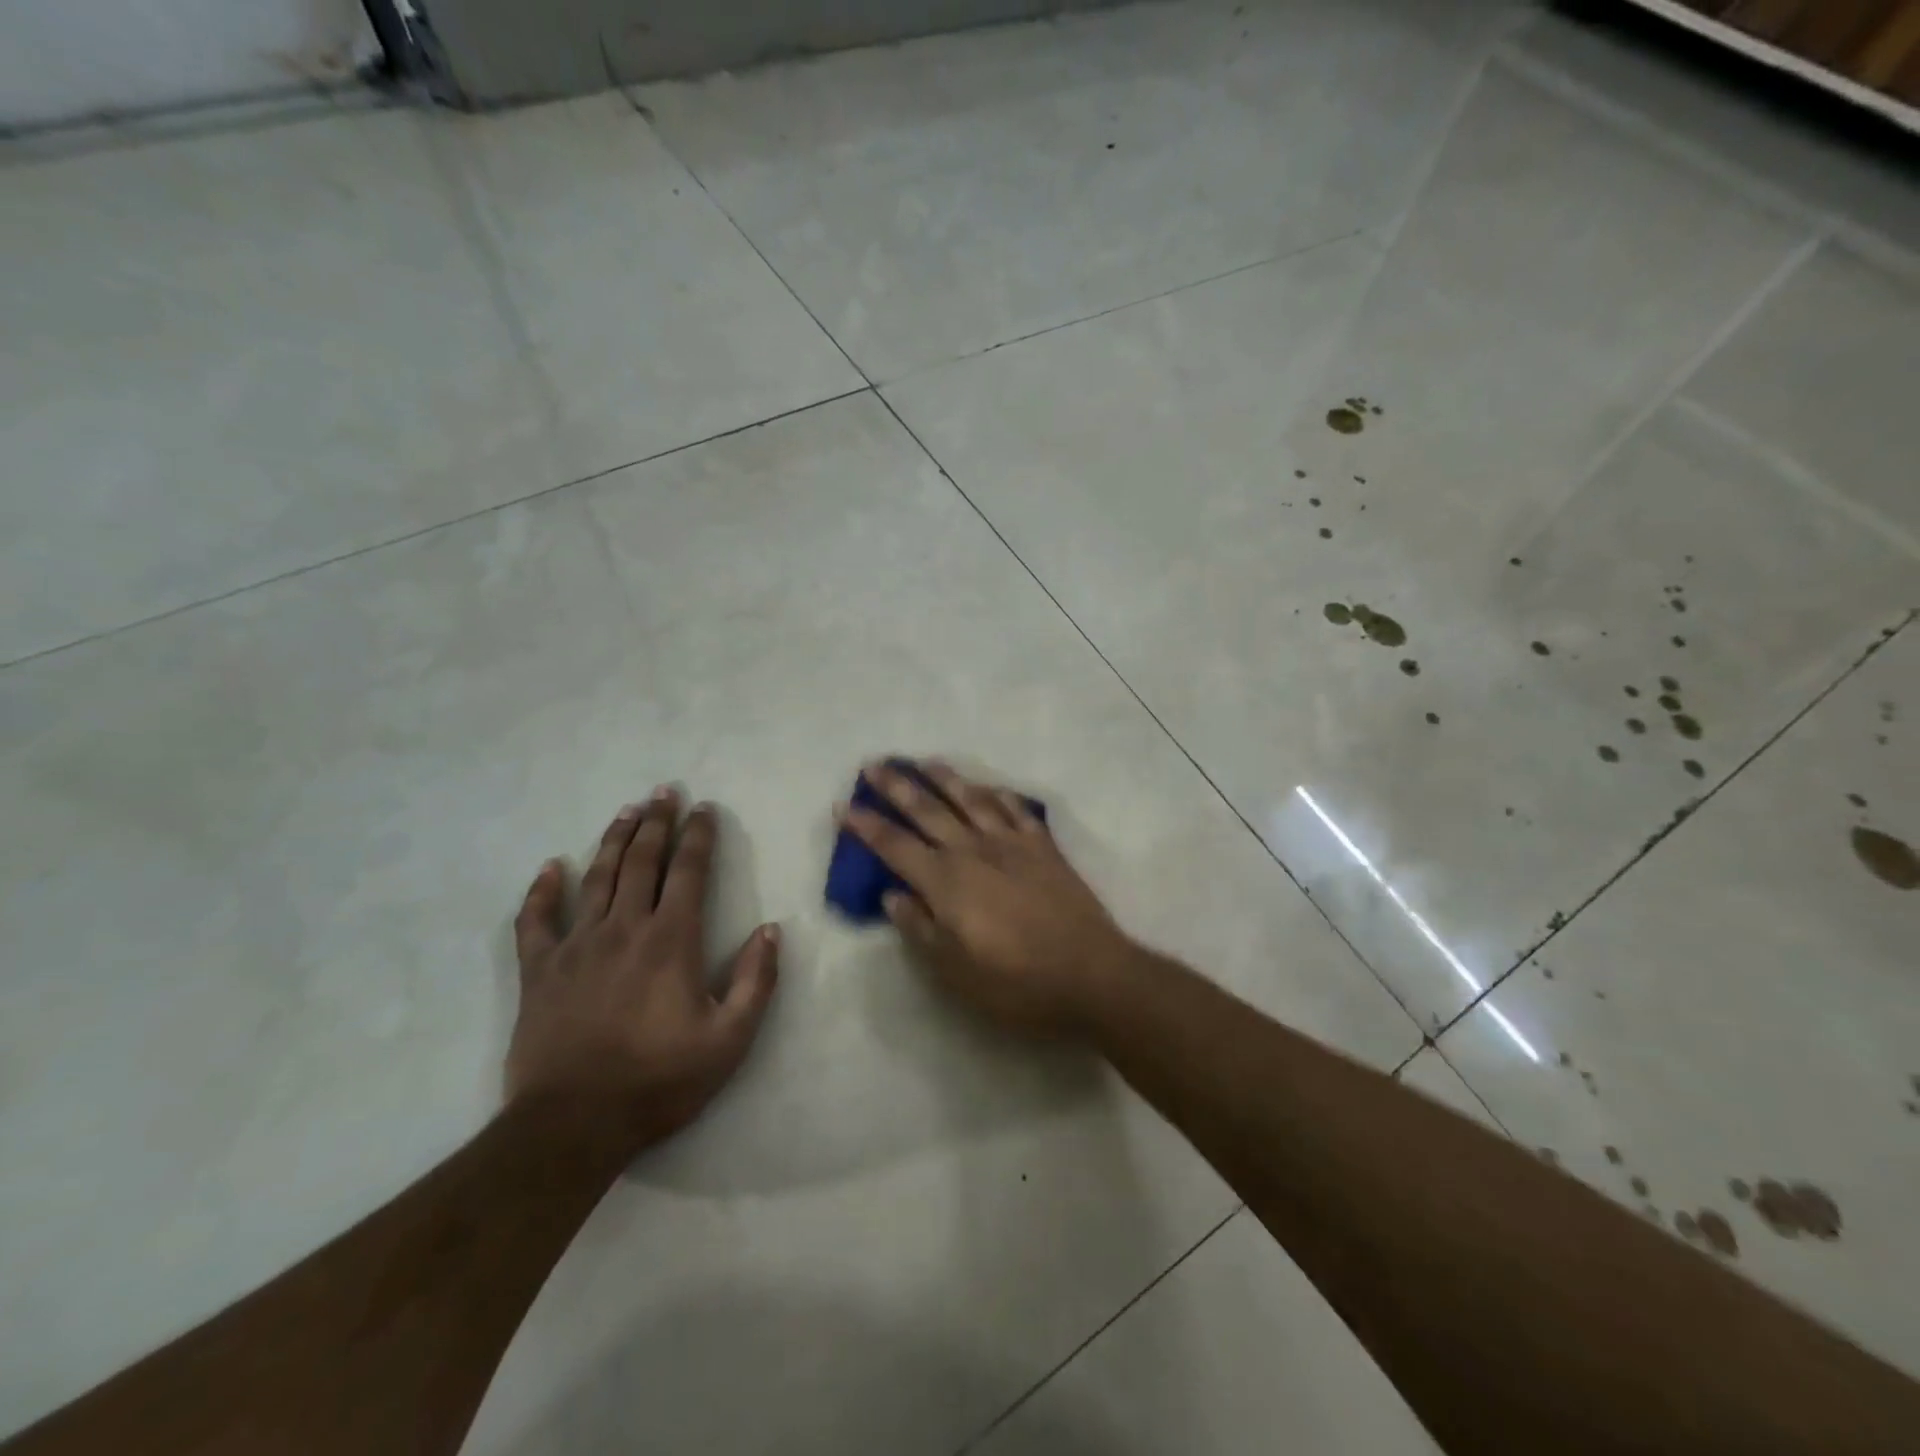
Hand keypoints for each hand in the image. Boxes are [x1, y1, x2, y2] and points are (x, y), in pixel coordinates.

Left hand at [507, 789, 779, 1151]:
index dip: (699, 836)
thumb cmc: (659, 1080)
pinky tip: (552, 867)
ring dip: (614, 840)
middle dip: (657, 822)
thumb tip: (771, 930)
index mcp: (672, 940)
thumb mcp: (730, 1039)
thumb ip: (757, 981)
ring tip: (627, 811)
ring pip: (597, 877)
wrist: (573, 1125)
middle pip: (642, 861)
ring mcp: (577, 945)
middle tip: (664, 791)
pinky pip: (536, 920)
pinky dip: (542, 890)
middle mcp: (625, 928)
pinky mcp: (540, 970)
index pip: (689, 872)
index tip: (705, 809)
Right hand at [841, 760, 1137, 1036]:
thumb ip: (920, 928)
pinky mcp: (1044, 847)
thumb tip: (892, 895)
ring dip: (944, 778)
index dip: (866, 826)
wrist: (1089, 974)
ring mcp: (1012, 844)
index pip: (895, 846)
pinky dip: (998, 795)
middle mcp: (974, 851)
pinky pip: (1016, 810)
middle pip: (928, 810)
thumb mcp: (954, 971)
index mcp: (946, 881)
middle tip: (874, 764)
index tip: (842, 806)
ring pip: (971, 799)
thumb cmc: (1015, 982)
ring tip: (924, 761)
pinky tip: (989, 787)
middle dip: (897, 786)